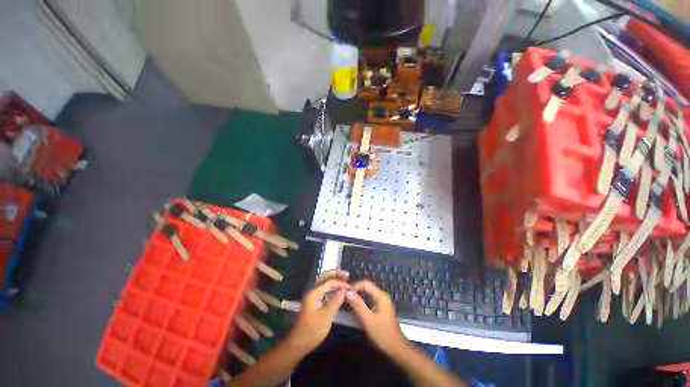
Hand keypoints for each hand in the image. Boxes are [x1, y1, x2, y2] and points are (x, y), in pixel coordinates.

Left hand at [287, 270, 350, 353]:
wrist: (299, 343)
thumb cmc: (312, 330)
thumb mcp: (326, 316)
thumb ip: (336, 301)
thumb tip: (344, 290)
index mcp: (313, 293)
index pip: (329, 282)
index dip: (340, 283)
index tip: (351, 287)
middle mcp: (312, 291)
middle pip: (324, 277)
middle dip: (336, 274)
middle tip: (347, 275)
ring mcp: (312, 296)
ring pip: (324, 282)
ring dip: (334, 279)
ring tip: (345, 280)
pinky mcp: (314, 301)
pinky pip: (324, 289)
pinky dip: (332, 287)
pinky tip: (338, 290)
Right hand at [345, 280, 409, 355]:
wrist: (397, 348)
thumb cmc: (382, 333)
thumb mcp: (367, 319)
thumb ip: (358, 305)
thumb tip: (348, 292)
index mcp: (380, 296)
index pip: (365, 283)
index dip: (355, 286)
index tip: (346, 293)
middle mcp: (382, 296)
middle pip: (367, 287)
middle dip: (356, 291)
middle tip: (345, 297)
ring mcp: (383, 302)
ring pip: (368, 294)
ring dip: (359, 296)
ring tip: (349, 302)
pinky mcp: (382, 308)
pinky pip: (370, 300)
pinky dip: (363, 302)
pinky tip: (357, 308)